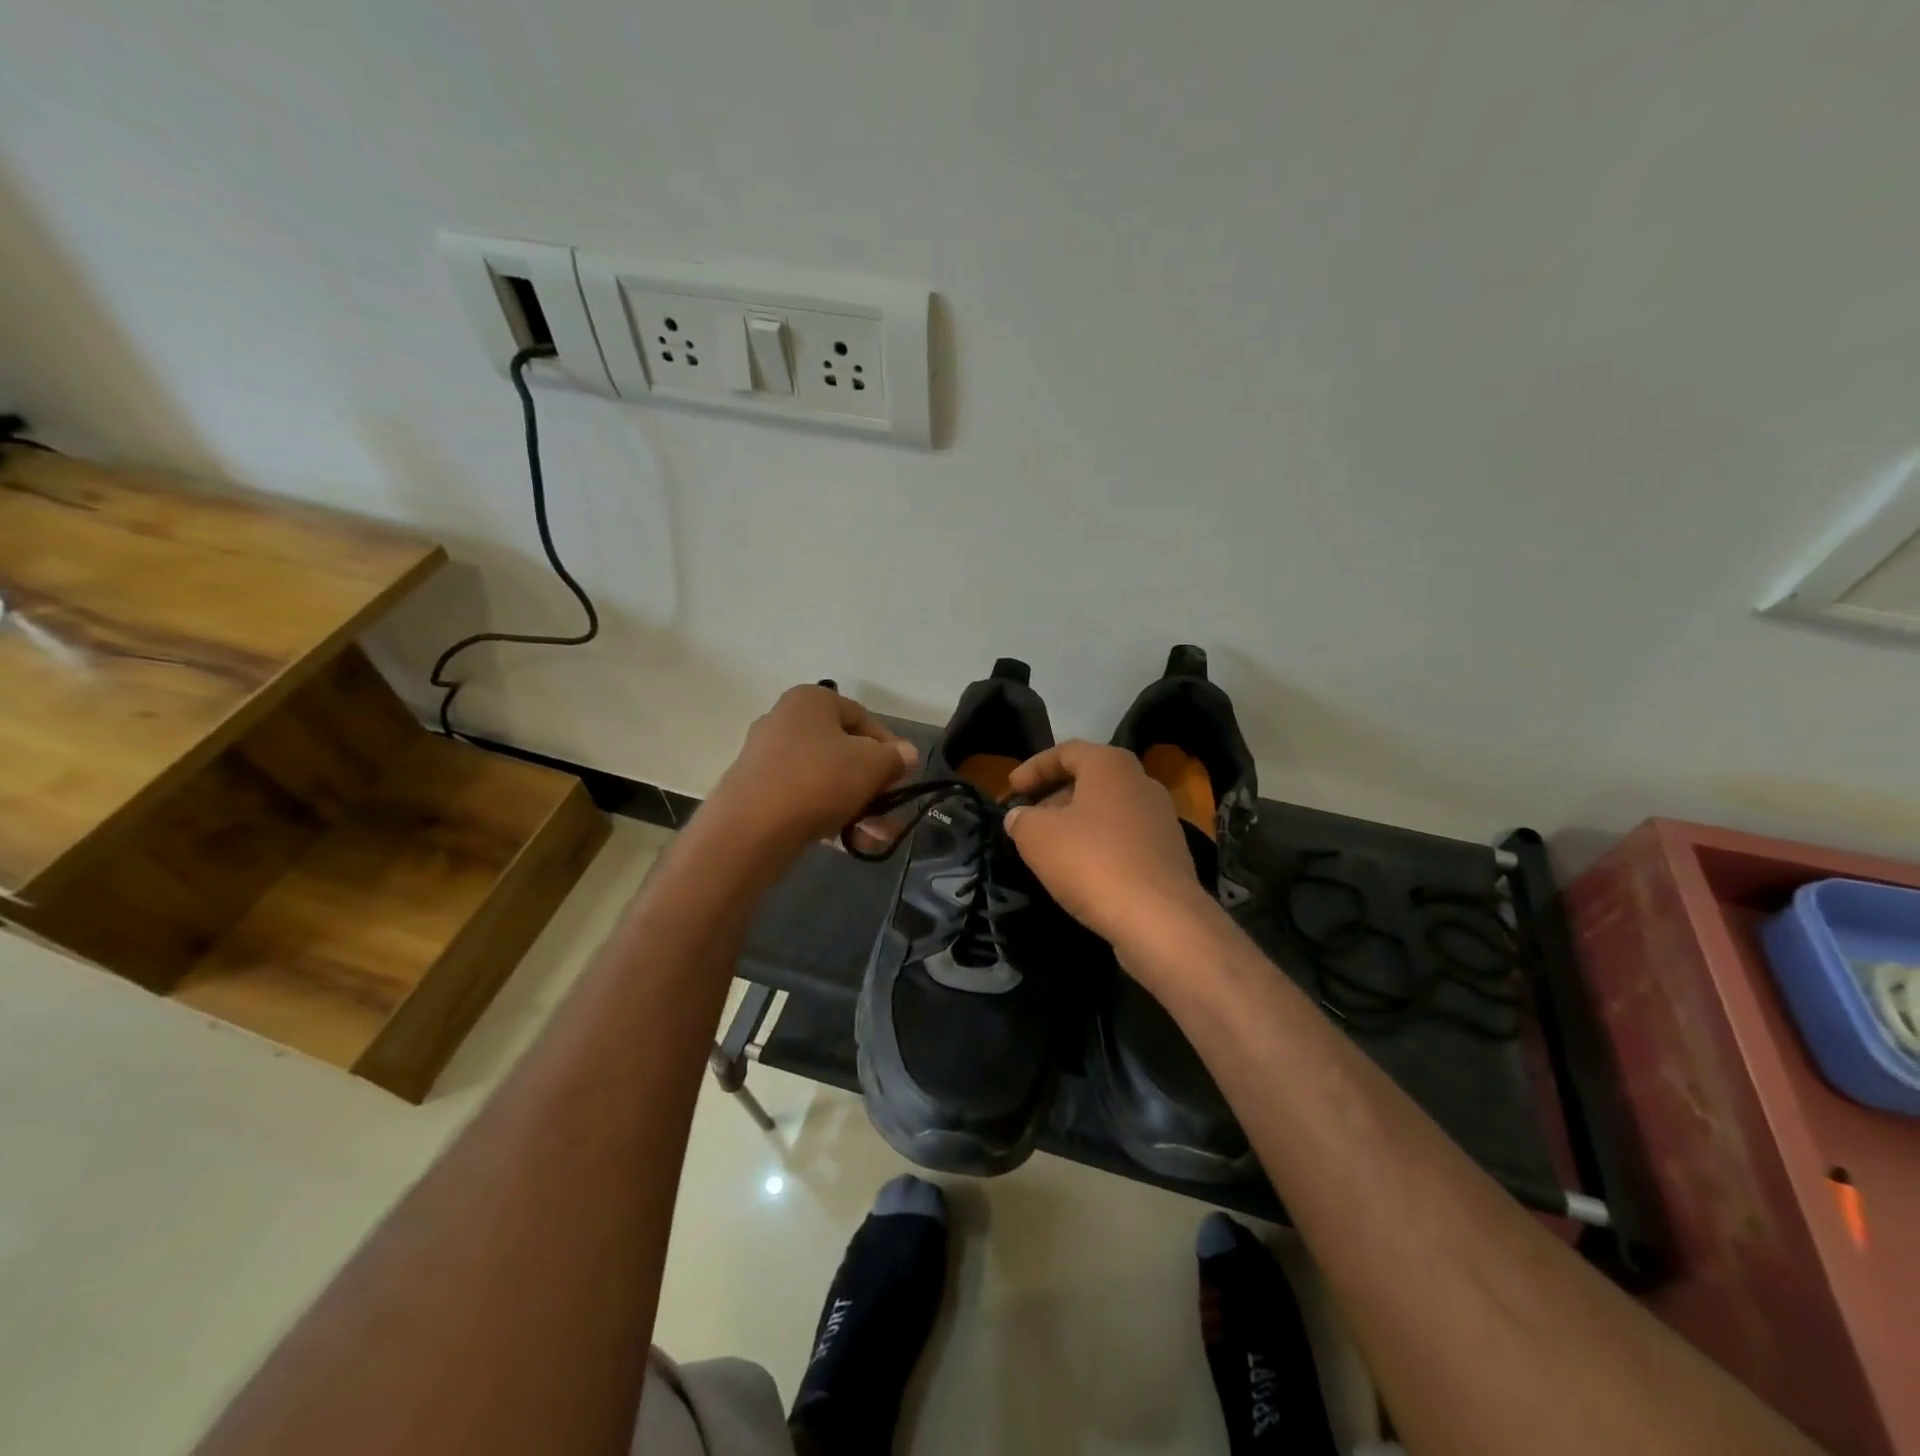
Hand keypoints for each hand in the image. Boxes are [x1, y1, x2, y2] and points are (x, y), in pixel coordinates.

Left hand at [704, 686, 917, 859]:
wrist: (751, 829)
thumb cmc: (818, 781)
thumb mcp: (872, 765)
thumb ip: (895, 758)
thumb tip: (905, 754)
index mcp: (811, 701)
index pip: (863, 718)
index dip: (889, 747)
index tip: (902, 776)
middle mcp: (785, 721)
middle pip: (845, 751)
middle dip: (873, 785)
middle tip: (890, 812)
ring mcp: (767, 757)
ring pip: (826, 779)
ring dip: (857, 806)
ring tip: (876, 836)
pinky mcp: (757, 792)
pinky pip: (804, 798)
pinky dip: (828, 815)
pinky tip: (849, 841)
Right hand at [1003, 741, 1216, 951]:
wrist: (1159, 918)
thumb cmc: (1092, 861)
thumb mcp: (1037, 837)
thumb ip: (1021, 820)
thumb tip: (1019, 816)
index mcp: (1111, 765)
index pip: (1066, 751)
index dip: (1034, 767)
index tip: (1011, 790)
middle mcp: (1141, 782)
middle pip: (1090, 779)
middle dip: (1054, 796)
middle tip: (1028, 818)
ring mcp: (1161, 818)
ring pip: (1108, 810)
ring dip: (1077, 822)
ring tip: (1050, 847)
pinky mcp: (1169, 853)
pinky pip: (1125, 838)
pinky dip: (1099, 845)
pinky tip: (1081, 871)